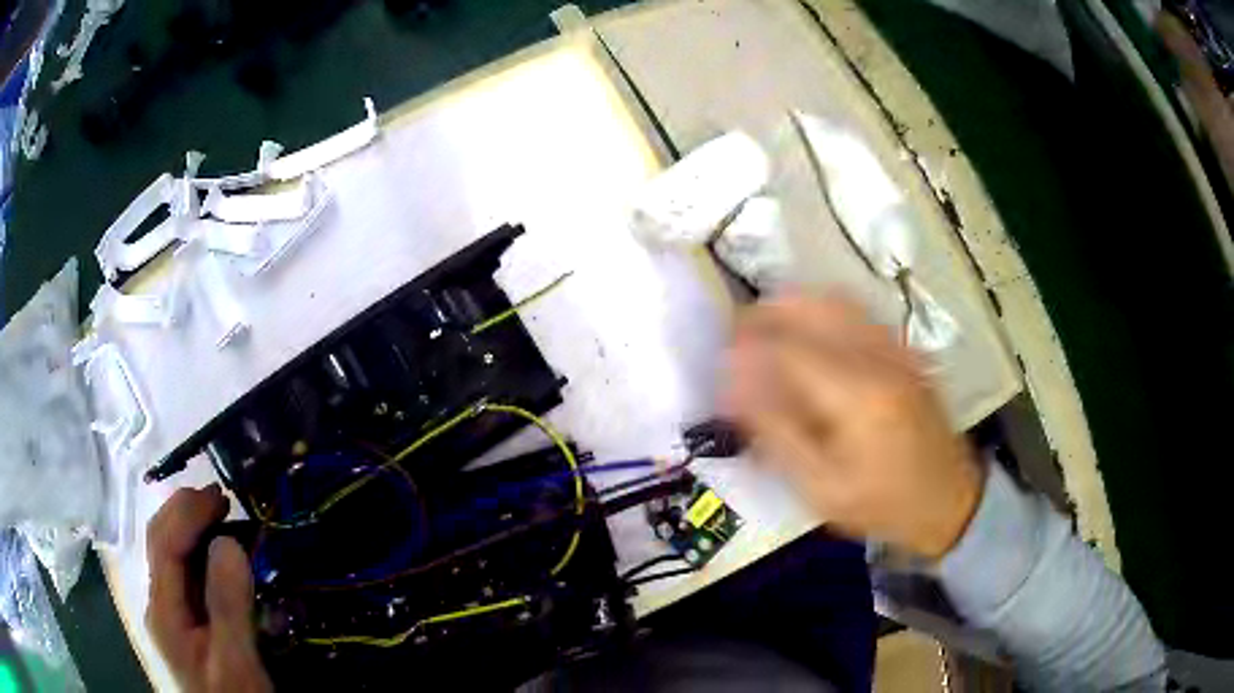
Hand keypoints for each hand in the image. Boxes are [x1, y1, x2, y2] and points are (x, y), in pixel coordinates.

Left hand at [146, 485, 271, 692]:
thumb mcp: (236, 662)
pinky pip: (181, 573)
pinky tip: (214, 555)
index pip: (165, 544)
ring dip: (189, 527)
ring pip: (167, 553)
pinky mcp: (182, 623)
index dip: (188, 513)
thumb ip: (228, 605)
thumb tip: (229, 542)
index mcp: (163, 610)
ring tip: (219, 517)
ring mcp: (168, 613)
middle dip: (184, 511)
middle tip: (221, 500)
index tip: (222, 497)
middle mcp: (158, 603)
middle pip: (159, 541)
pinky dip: (195, 550)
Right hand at [725, 293, 983, 558]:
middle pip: (814, 306)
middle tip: (738, 334)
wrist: (949, 499)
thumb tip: (736, 384)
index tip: (721, 358)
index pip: (789, 347)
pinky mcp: (906, 349)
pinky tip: (808, 330)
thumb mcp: (820, 486)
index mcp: (857, 395)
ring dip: (794, 304)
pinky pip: (859, 311)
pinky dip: (824, 309)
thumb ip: (777, 432)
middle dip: (767, 312)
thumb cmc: (881, 503)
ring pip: (837, 300)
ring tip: (766, 327)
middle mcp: (879, 357)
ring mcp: (897, 348)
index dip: (748, 346)